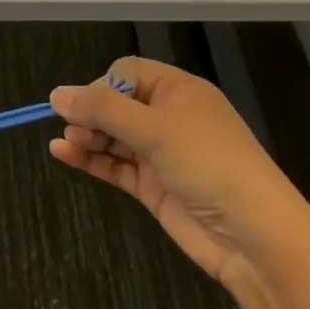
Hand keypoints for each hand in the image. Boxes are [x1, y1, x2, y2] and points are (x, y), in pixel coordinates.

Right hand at [49, 58, 292, 287]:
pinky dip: (91, 159)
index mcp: (179, 91)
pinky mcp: (154, 186)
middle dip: (91, 112)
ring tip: (65, 141)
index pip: (128, 72)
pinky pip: (115, 165)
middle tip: (72, 127)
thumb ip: (102, 109)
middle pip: (117, 104)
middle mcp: (169, 117)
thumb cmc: (208, 163)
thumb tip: (55, 94)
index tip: (85, 105)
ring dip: (87, 136)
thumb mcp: (155, 129)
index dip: (102, 85)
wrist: (254, 236)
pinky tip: (63, 154)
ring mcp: (161, 153)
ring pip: (113, 136)